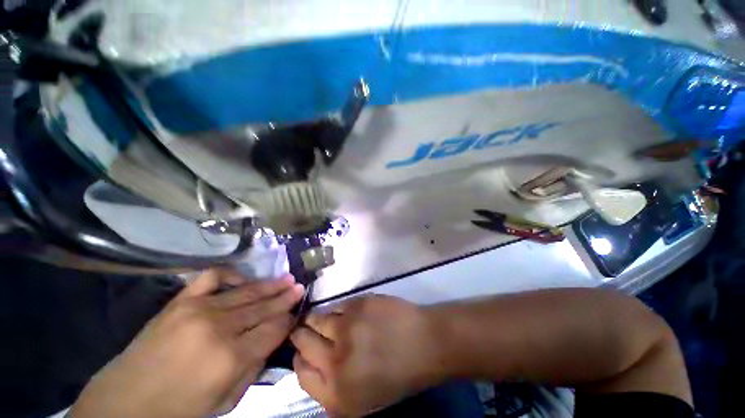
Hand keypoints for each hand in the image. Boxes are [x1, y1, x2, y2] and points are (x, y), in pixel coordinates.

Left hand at [70, 269, 304, 417]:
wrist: (127, 402)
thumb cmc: (181, 409)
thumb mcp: (227, 401)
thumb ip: (255, 368)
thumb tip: (272, 339)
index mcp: (231, 358)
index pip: (274, 329)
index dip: (289, 319)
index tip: (297, 312)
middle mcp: (220, 328)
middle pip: (264, 307)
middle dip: (286, 297)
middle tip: (300, 287)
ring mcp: (199, 309)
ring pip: (246, 291)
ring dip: (270, 285)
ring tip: (287, 278)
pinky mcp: (181, 300)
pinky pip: (213, 277)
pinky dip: (232, 275)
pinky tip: (243, 279)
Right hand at [290, 295, 443, 416]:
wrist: (424, 343)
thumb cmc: (396, 375)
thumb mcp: (362, 400)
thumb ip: (330, 388)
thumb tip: (309, 363)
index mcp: (336, 392)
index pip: (300, 372)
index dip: (299, 358)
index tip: (303, 352)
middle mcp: (335, 359)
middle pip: (302, 340)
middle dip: (300, 334)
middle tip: (304, 330)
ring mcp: (347, 326)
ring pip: (316, 318)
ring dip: (316, 319)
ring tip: (323, 320)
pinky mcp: (358, 303)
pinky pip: (336, 305)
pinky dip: (336, 310)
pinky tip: (346, 313)